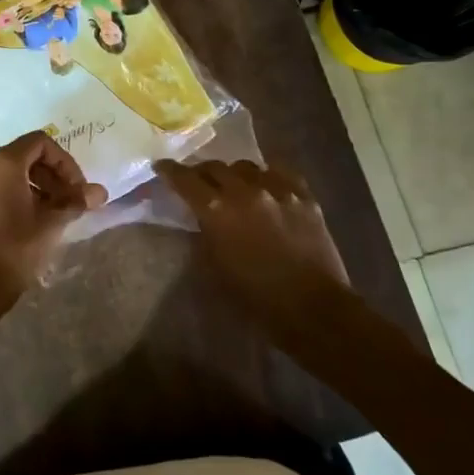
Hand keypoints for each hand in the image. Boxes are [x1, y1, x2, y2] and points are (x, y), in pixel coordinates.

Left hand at [0, 132, 105, 296]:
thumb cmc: (17, 247)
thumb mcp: (52, 223)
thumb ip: (76, 201)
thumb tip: (100, 192)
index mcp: (3, 162)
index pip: (40, 142)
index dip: (64, 161)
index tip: (77, 187)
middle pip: (25, 155)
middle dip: (52, 174)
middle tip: (70, 200)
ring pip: (11, 172)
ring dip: (38, 185)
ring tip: (55, 212)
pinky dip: (18, 193)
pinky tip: (33, 219)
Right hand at [154, 159, 348, 313]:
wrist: (312, 307)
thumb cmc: (255, 297)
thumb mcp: (214, 267)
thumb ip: (203, 234)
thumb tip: (198, 218)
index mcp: (216, 210)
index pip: (185, 179)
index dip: (170, 171)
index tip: (161, 167)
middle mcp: (244, 190)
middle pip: (215, 167)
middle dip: (202, 172)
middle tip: (198, 181)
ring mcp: (277, 189)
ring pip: (246, 166)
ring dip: (234, 174)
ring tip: (235, 185)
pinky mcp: (303, 196)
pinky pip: (280, 172)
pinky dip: (267, 176)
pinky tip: (267, 185)